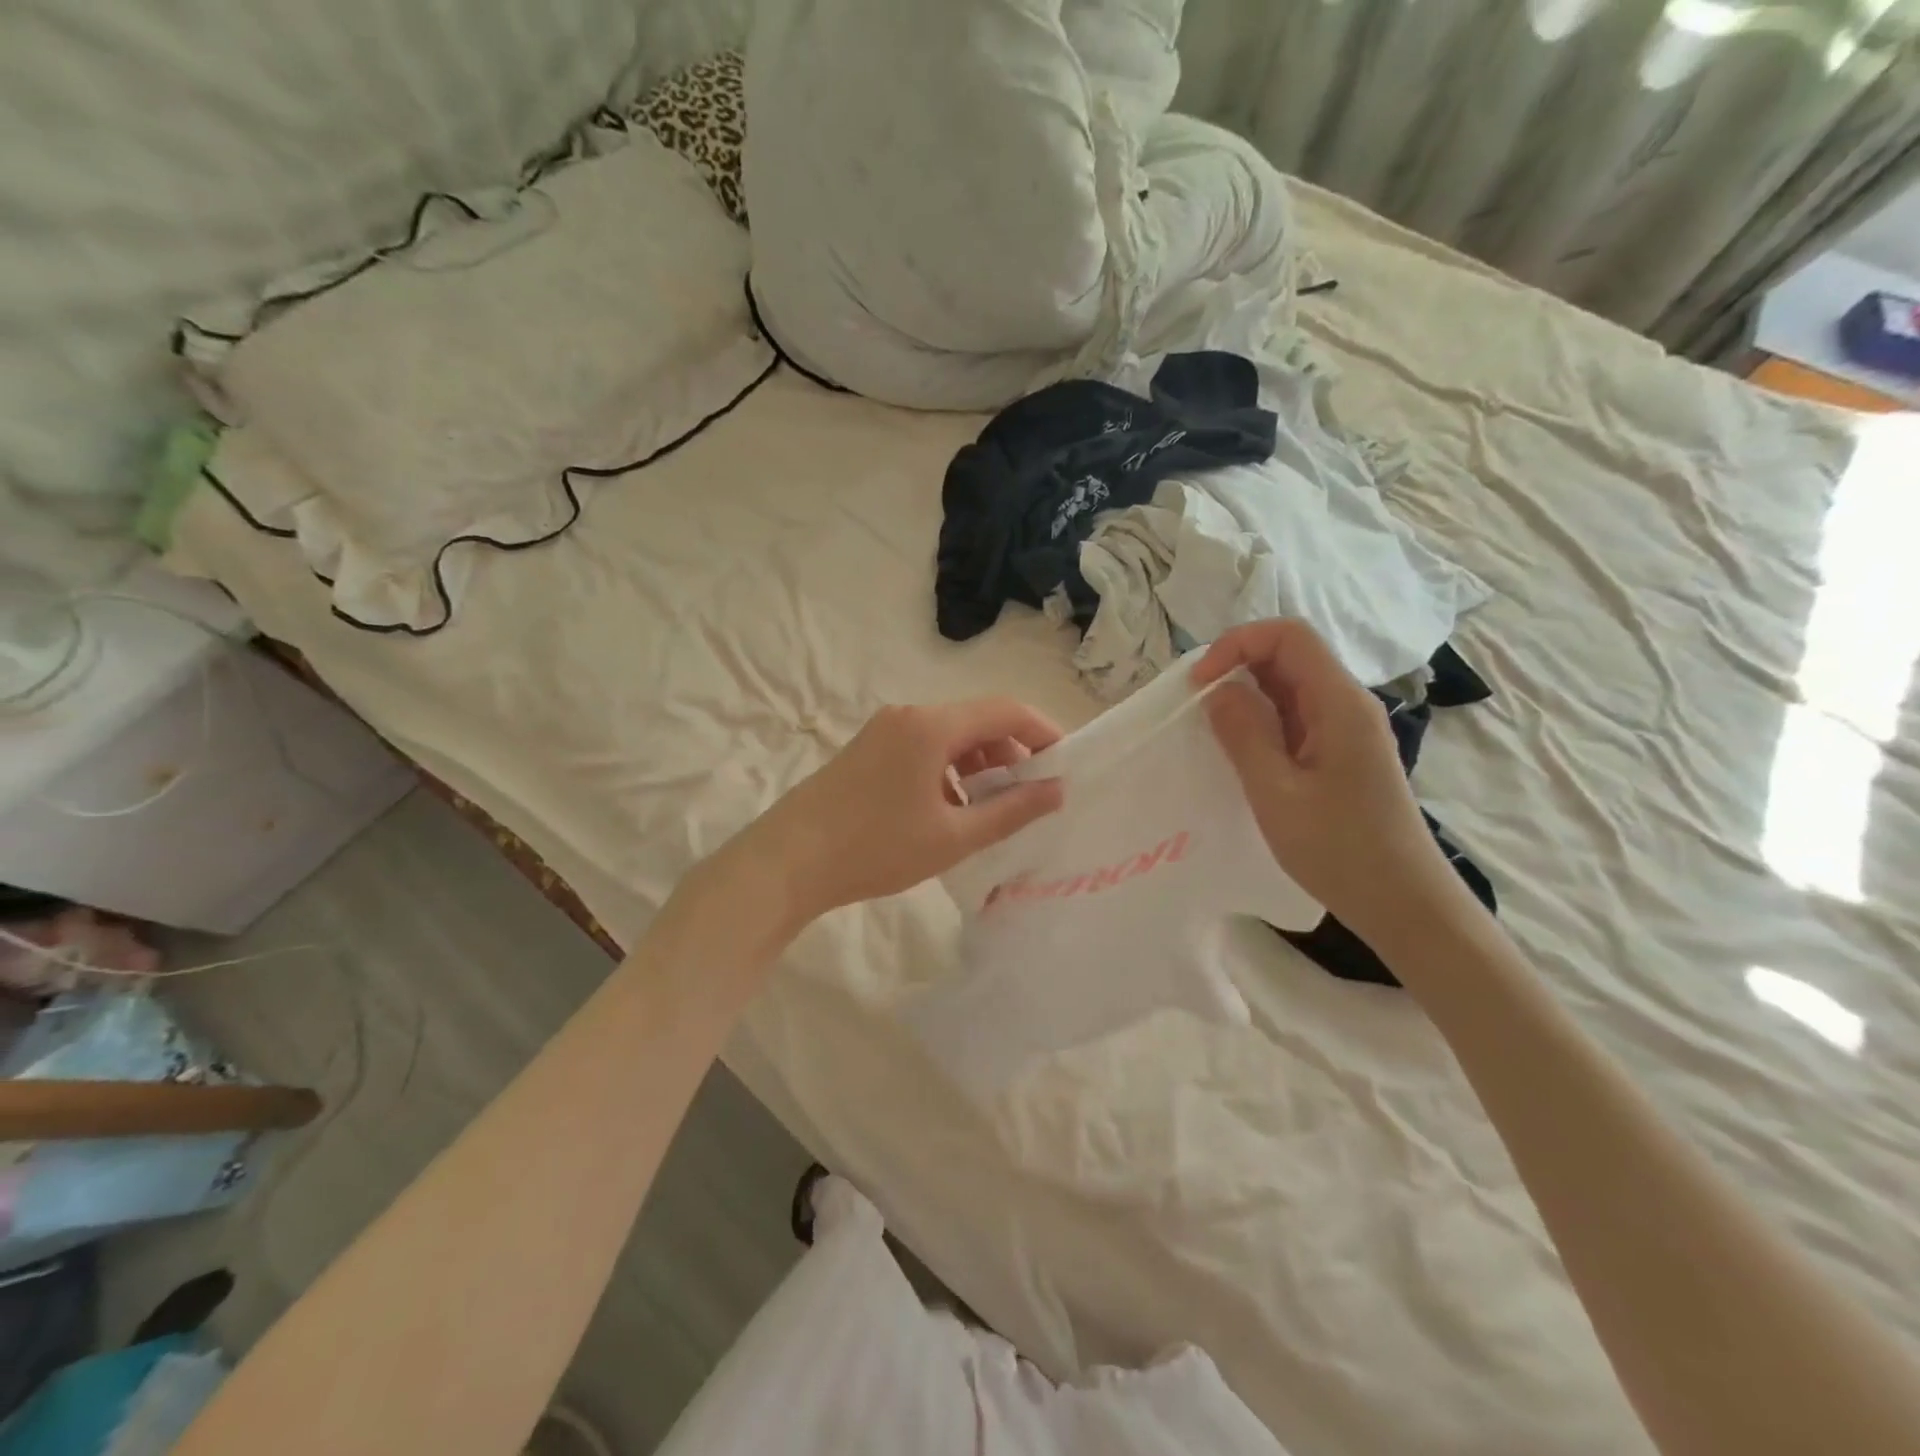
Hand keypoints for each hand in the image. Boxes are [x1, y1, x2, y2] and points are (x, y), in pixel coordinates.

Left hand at [730, 698, 1065, 930]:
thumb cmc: (876, 848)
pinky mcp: (868, 748)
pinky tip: (951, 809)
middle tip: (1031, 794)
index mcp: (932, 726)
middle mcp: (908, 716)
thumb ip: (1012, 810)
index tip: (1066, 763)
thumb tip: (1057, 790)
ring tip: (993, 808)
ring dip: (980, 764)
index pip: (1005, 710)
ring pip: (950, 736)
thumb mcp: (954, 836)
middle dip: (1011, 752)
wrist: (788, 862)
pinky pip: (924, 748)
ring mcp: (884, 730)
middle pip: (977, 720)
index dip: (1043, 731)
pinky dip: (949, 770)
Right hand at [1193, 619, 1455, 940]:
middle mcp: (1347, 705)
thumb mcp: (1276, 792)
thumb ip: (1244, 733)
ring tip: (1211, 726)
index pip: (1289, 636)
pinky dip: (1262, 719)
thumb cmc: (1339, 849)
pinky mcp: (1342, 752)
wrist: (1402, 902)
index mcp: (1339, 703)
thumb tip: (1218, 690)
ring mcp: (1347, 729)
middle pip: (1290, 655)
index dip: (1238, 643)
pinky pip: (1296, 716)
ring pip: (1291, 685)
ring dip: (1247, 694)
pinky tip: (1240, 748)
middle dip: (1237, 665)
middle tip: (1197, 704)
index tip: (1200, 682)